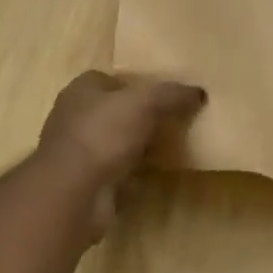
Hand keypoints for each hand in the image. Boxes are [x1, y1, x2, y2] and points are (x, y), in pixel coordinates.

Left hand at [38, 71, 205, 189]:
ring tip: (166, 149)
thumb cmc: (104, 134)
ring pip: (113, 142)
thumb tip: (199, 92)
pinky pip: (112, 170)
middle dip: (138, 117)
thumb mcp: (145, 103)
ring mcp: (75, 151)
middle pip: (113, 111)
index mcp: (81, 89)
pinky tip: (150, 176)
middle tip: (171, 122)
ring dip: (134, 146)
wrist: (73, 192)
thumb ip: (172, 94)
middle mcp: (73, 116)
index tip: (164, 97)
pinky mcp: (82, 181)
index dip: (137, 86)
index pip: (111, 79)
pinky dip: (129, 173)